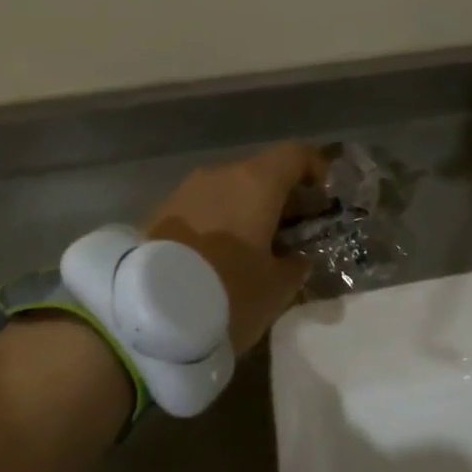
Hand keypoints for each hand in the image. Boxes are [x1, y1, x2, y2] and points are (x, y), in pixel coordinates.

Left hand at [148, 143, 328, 354]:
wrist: (144, 316)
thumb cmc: (228, 292)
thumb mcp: (277, 288)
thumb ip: (295, 266)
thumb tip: (295, 257)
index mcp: (256, 182)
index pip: (296, 155)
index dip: (317, 170)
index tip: (327, 198)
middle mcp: (220, 176)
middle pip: (261, 173)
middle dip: (283, 198)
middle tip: (297, 232)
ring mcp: (185, 192)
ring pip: (229, 191)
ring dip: (249, 212)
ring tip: (258, 249)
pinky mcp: (158, 214)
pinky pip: (203, 209)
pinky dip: (220, 223)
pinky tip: (222, 257)